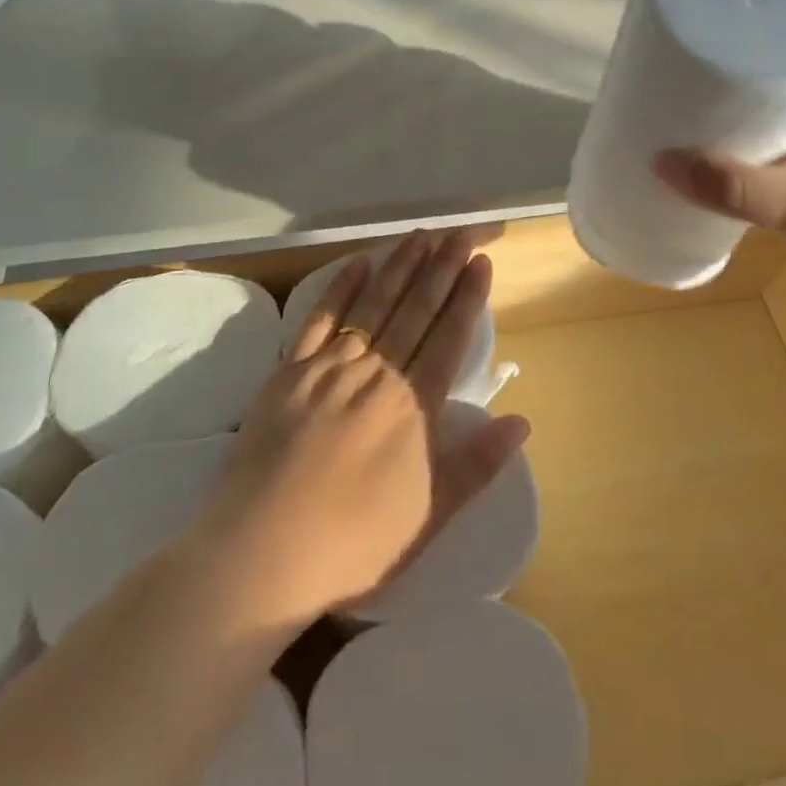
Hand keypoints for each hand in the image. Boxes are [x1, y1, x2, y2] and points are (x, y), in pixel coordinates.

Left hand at [199, 231, 529, 621]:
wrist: (263, 552)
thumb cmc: (356, 543)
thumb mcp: (431, 515)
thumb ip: (476, 463)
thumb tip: (522, 420)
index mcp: (414, 406)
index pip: (449, 337)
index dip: (467, 297)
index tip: (480, 261)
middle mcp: (377, 374)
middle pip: (415, 310)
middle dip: (440, 269)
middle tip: (458, 233)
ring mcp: (330, 367)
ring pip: (373, 305)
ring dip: (399, 267)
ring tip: (420, 236)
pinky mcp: (289, 372)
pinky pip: (319, 319)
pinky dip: (340, 288)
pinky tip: (358, 263)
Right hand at [653, 50, 785, 318]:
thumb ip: (734, 187)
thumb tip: (658, 162)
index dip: (768, 2)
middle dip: (739, 45)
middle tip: (684, 39)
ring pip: (785, 91)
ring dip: (744, 88)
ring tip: (686, 78)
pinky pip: (784, 127)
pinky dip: (753, 125)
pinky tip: (716, 134)